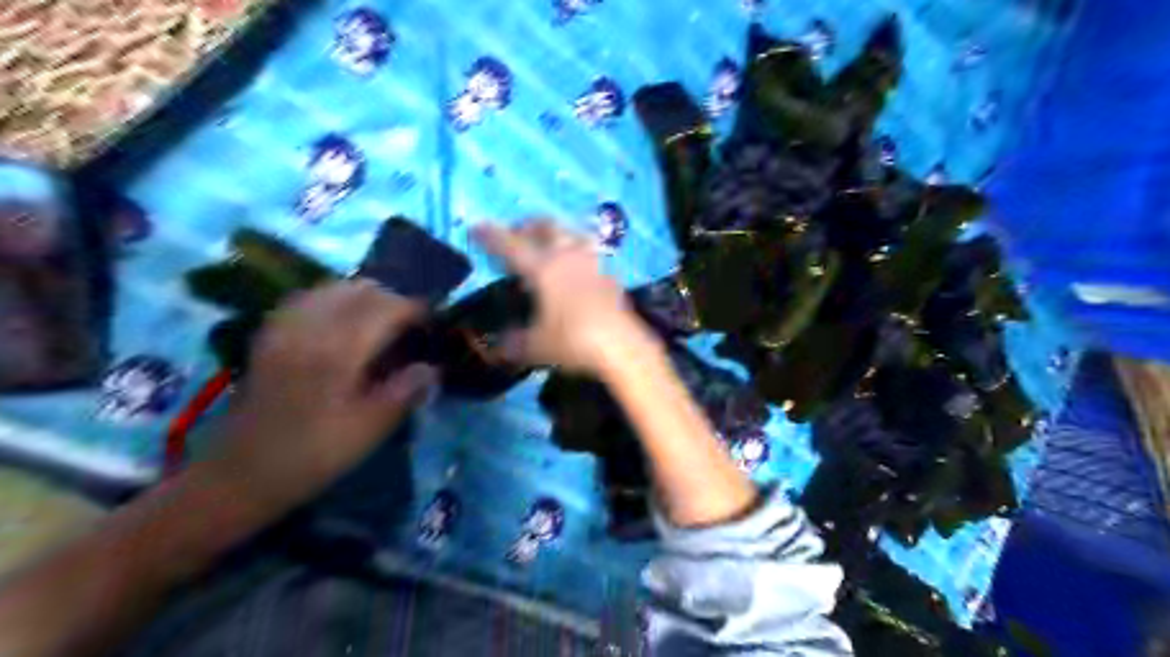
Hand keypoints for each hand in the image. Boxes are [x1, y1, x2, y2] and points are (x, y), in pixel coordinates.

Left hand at [202, 280, 435, 515]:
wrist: (240, 475)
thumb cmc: (313, 455)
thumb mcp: (370, 430)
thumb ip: (405, 392)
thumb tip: (432, 368)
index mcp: (339, 350)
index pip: (387, 308)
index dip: (416, 311)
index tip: (433, 326)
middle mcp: (311, 328)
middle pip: (361, 290)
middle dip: (393, 301)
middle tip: (410, 328)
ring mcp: (285, 328)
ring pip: (333, 288)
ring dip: (364, 297)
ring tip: (380, 323)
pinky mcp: (270, 335)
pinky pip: (307, 299)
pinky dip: (333, 301)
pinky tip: (341, 322)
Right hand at [475, 221, 655, 373]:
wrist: (622, 347)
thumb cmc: (573, 342)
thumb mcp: (535, 347)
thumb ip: (513, 344)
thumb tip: (497, 346)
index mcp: (543, 268)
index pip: (511, 245)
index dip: (491, 235)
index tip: (476, 228)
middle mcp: (567, 257)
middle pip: (546, 227)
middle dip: (527, 226)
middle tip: (516, 234)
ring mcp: (592, 264)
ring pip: (572, 234)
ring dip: (556, 234)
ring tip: (547, 245)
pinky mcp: (610, 276)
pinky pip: (590, 256)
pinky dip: (577, 255)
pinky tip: (576, 271)